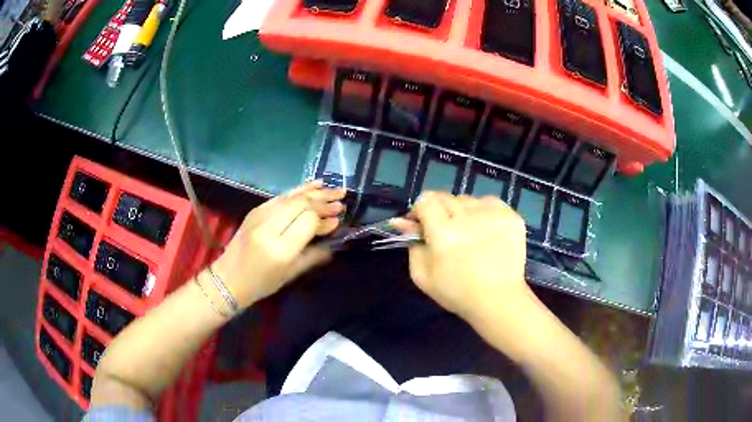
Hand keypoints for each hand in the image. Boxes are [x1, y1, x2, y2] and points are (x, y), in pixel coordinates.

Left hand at [212, 181, 344, 307]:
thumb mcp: (292, 273)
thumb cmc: (262, 283)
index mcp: (280, 248)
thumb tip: (334, 230)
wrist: (229, 278)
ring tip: (334, 189)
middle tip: (341, 199)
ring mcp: (259, 215)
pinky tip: (314, 186)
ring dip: (314, 191)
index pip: (308, 221)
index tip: (338, 219)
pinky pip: (281, 196)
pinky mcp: (255, 210)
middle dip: (323, 200)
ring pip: (291, 196)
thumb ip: (315, 253)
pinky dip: (299, 190)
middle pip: (301, 204)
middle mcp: (269, 227)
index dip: (325, 218)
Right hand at [392, 192, 528, 319]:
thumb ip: (412, 245)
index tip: (423, 223)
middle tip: (446, 231)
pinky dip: (484, 212)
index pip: (426, 201)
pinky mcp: (511, 216)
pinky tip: (486, 230)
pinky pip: (490, 202)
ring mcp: (493, 215)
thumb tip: (404, 222)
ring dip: (463, 211)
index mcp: (443, 233)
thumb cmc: (457, 293)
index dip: (421, 210)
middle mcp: (468, 218)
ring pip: (468, 199)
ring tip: (469, 232)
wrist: (498, 300)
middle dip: (440, 210)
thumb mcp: (422, 276)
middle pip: (446, 197)